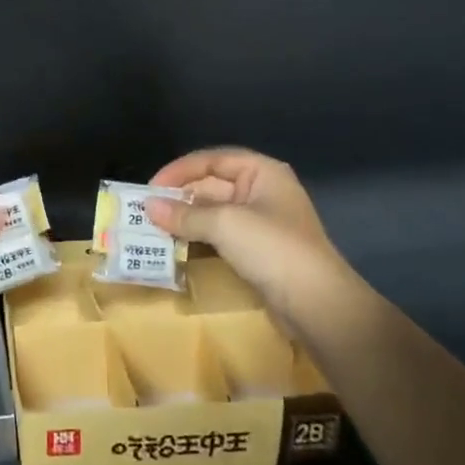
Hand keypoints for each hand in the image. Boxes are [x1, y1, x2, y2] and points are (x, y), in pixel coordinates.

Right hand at [145, 148, 349, 306]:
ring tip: (154, 228)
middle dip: (180, 197)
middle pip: (212, 184)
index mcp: (262, 172)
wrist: (317, 304)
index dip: (179, 170)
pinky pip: (221, 234)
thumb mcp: (224, 224)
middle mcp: (262, 191)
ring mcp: (261, 222)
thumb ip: (184, 214)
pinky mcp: (258, 250)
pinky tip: (177, 245)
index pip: (212, 160)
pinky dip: (198, 237)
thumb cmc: (272, 248)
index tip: (150, 188)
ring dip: (186, 218)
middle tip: (146, 212)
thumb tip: (148, 207)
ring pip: (214, 211)